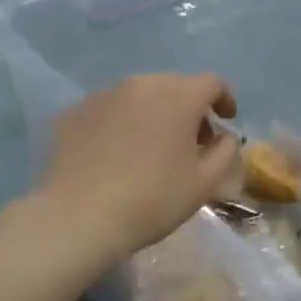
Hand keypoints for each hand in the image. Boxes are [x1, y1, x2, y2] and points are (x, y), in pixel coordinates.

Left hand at [37, 74, 239, 264]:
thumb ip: (225, 151)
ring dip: (154, 111)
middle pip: (175, 84)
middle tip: (191, 138)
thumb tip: (223, 136)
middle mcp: (142, 85)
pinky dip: (121, 121)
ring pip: (140, 94)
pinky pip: (109, 108)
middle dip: (189, 106)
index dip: (224, 98)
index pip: (211, 83)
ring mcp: (104, 95)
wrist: (79, 218)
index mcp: (178, 98)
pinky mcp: (75, 112)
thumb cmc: (152, 200)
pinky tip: (116, 151)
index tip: (226, 120)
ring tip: (152, 144)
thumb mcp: (205, 183)